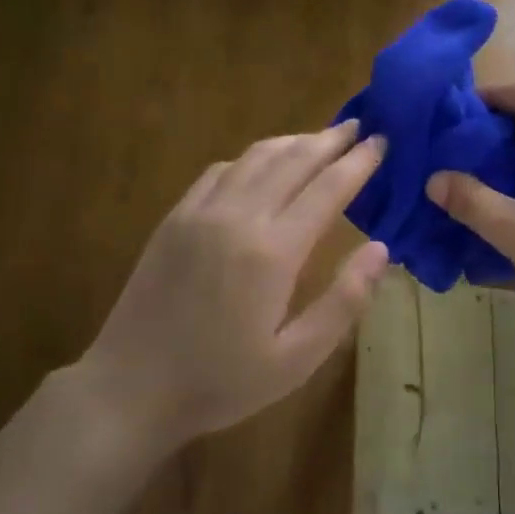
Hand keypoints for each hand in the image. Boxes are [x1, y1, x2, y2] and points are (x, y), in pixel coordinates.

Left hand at [84, 120, 388, 448]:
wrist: (131, 387)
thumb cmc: (221, 382)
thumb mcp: (296, 360)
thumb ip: (344, 302)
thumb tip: (381, 249)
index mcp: (273, 251)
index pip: (328, 188)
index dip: (359, 162)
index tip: (382, 141)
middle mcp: (238, 216)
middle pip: (293, 160)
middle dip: (330, 140)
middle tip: (359, 125)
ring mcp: (200, 212)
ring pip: (255, 157)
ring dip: (292, 142)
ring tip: (319, 138)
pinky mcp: (174, 218)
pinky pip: (220, 170)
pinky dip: (250, 158)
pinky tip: (260, 165)